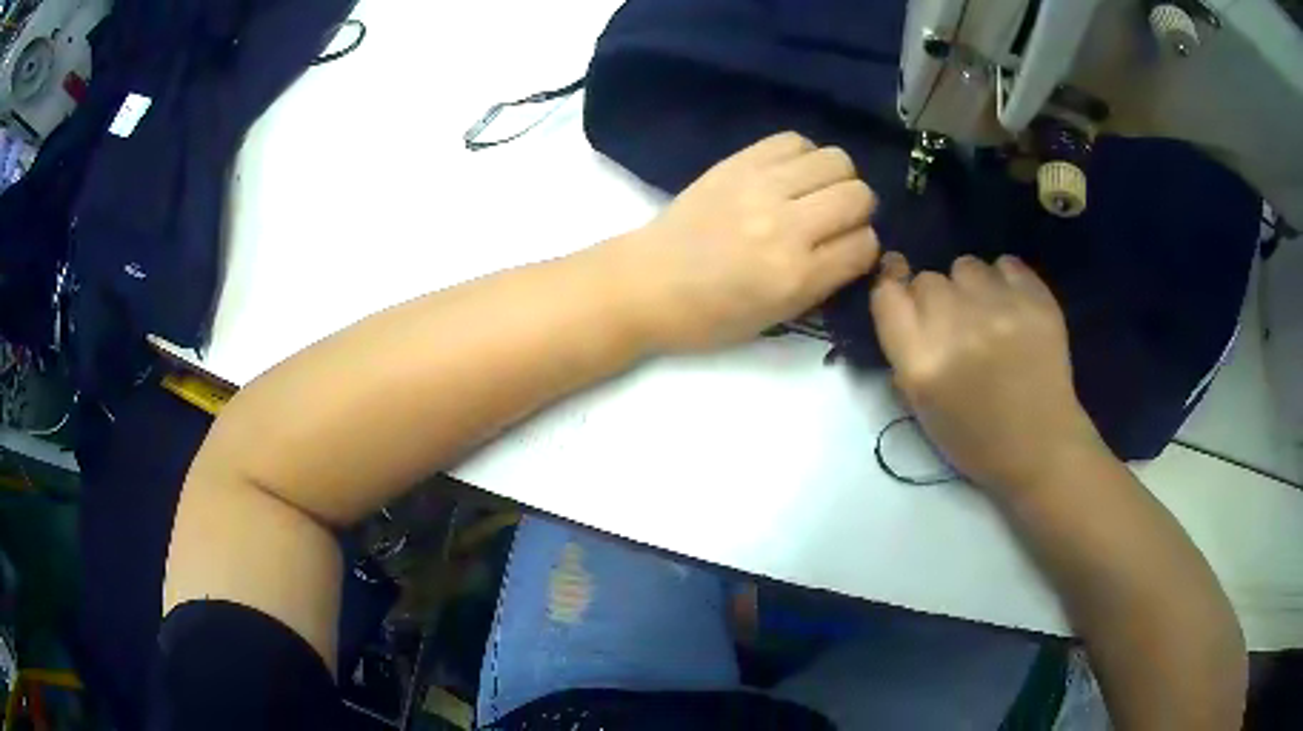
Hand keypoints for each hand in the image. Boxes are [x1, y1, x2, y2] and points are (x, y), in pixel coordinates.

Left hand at [607, 132, 879, 352]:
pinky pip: (794, 140)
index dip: (863, 249)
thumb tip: (855, 246)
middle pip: (859, 195)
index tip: (848, 251)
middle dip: (858, 210)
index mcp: (796, 275)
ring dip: (836, 178)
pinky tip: (791, 174)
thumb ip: (823, 282)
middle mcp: (786, 225)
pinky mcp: (738, 162)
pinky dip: (804, 155)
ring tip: (816, 192)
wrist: (647, 282)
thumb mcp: (776, 318)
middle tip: (834, 219)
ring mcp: (760, 187)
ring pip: (836, 160)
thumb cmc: (709, 315)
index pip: (865, 245)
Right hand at [870, 252, 1107, 498]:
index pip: (887, 295)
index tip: (901, 283)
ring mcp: (1000, 309)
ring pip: (967, 266)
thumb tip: (899, 294)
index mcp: (921, 363)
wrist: (1040, 447)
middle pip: (928, 279)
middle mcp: (956, 328)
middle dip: (937, 297)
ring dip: (971, 286)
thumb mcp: (922, 405)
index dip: (893, 284)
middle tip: (957, 324)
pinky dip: (1006, 281)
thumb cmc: (975, 437)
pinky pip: (1007, 264)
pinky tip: (1013, 308)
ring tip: (989, 315)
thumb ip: (905, 349)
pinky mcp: (1036, 301)